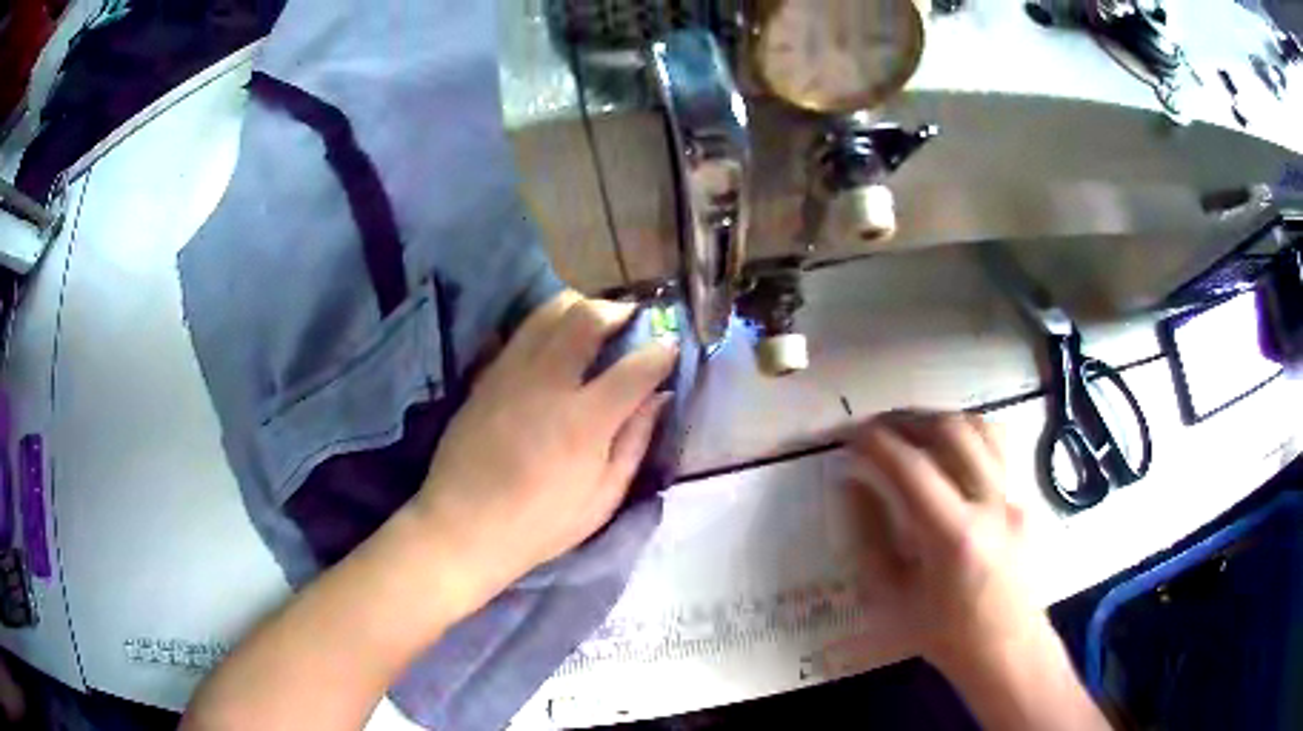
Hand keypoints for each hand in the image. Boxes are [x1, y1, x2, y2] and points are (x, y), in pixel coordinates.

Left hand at [408, 292, 675, 615]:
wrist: (464, 525)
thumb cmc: (541, 524)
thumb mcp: (602, 498)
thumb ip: (634, 442)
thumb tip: (658, 399)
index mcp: (585, 421)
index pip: (636, 367)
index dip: (662, 352)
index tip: (670, 348)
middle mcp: (549, 383)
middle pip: (587, 318)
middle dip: (618, 310)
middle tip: (630, 318)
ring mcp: (512, 374)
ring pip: (549, 312)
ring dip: (579, 306)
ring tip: (593, 318)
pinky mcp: (486, 376)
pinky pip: (521, 332)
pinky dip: (546, 324)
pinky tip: (554, 340)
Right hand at [846, 410, 1041, 672]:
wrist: (1007, 650)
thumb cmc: (945, 635)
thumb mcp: (894, 597)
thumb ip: (871, 536)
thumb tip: (851, 484)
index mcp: (955, 537)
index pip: (912, 468)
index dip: (875, 443)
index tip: (848, 435)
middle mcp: (991, 505)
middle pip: (952, 432)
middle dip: (907, 419)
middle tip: (875, 427)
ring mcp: (1014, 498)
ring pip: (982, 428)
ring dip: (940, 419)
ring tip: (911, 429)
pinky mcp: (1024, 499)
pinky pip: (998, 448)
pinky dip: (968, 434)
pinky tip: (950, 449)